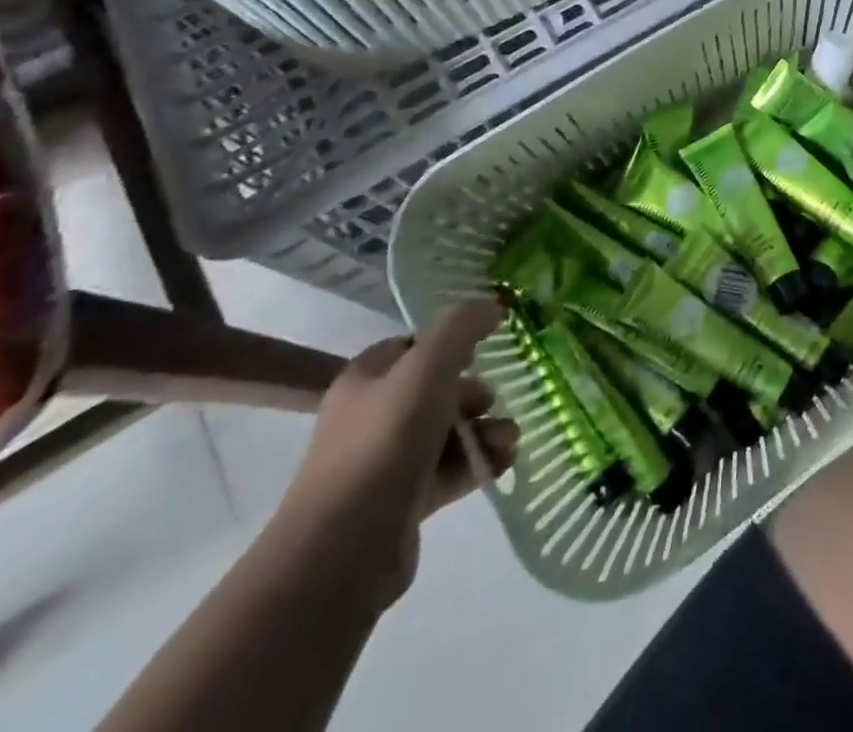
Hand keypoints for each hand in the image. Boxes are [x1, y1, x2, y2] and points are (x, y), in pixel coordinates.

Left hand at [269, 299, 517, 612]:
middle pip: (436, 390)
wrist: (344, 548)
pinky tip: (501, 465)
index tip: (486, 349)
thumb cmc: (385, 441)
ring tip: (508, 442)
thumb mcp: (428, 367)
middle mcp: (370, 416)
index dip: (451, 342)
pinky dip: (477, 464)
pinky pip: (448, 471)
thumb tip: (492, 305)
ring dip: (484, 431)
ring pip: (446, 432)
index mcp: (366, 379)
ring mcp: (384, 462)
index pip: (414, 346)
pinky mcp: (400, 503)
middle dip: (476, 395)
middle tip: (497, 402)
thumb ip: (461, 327)